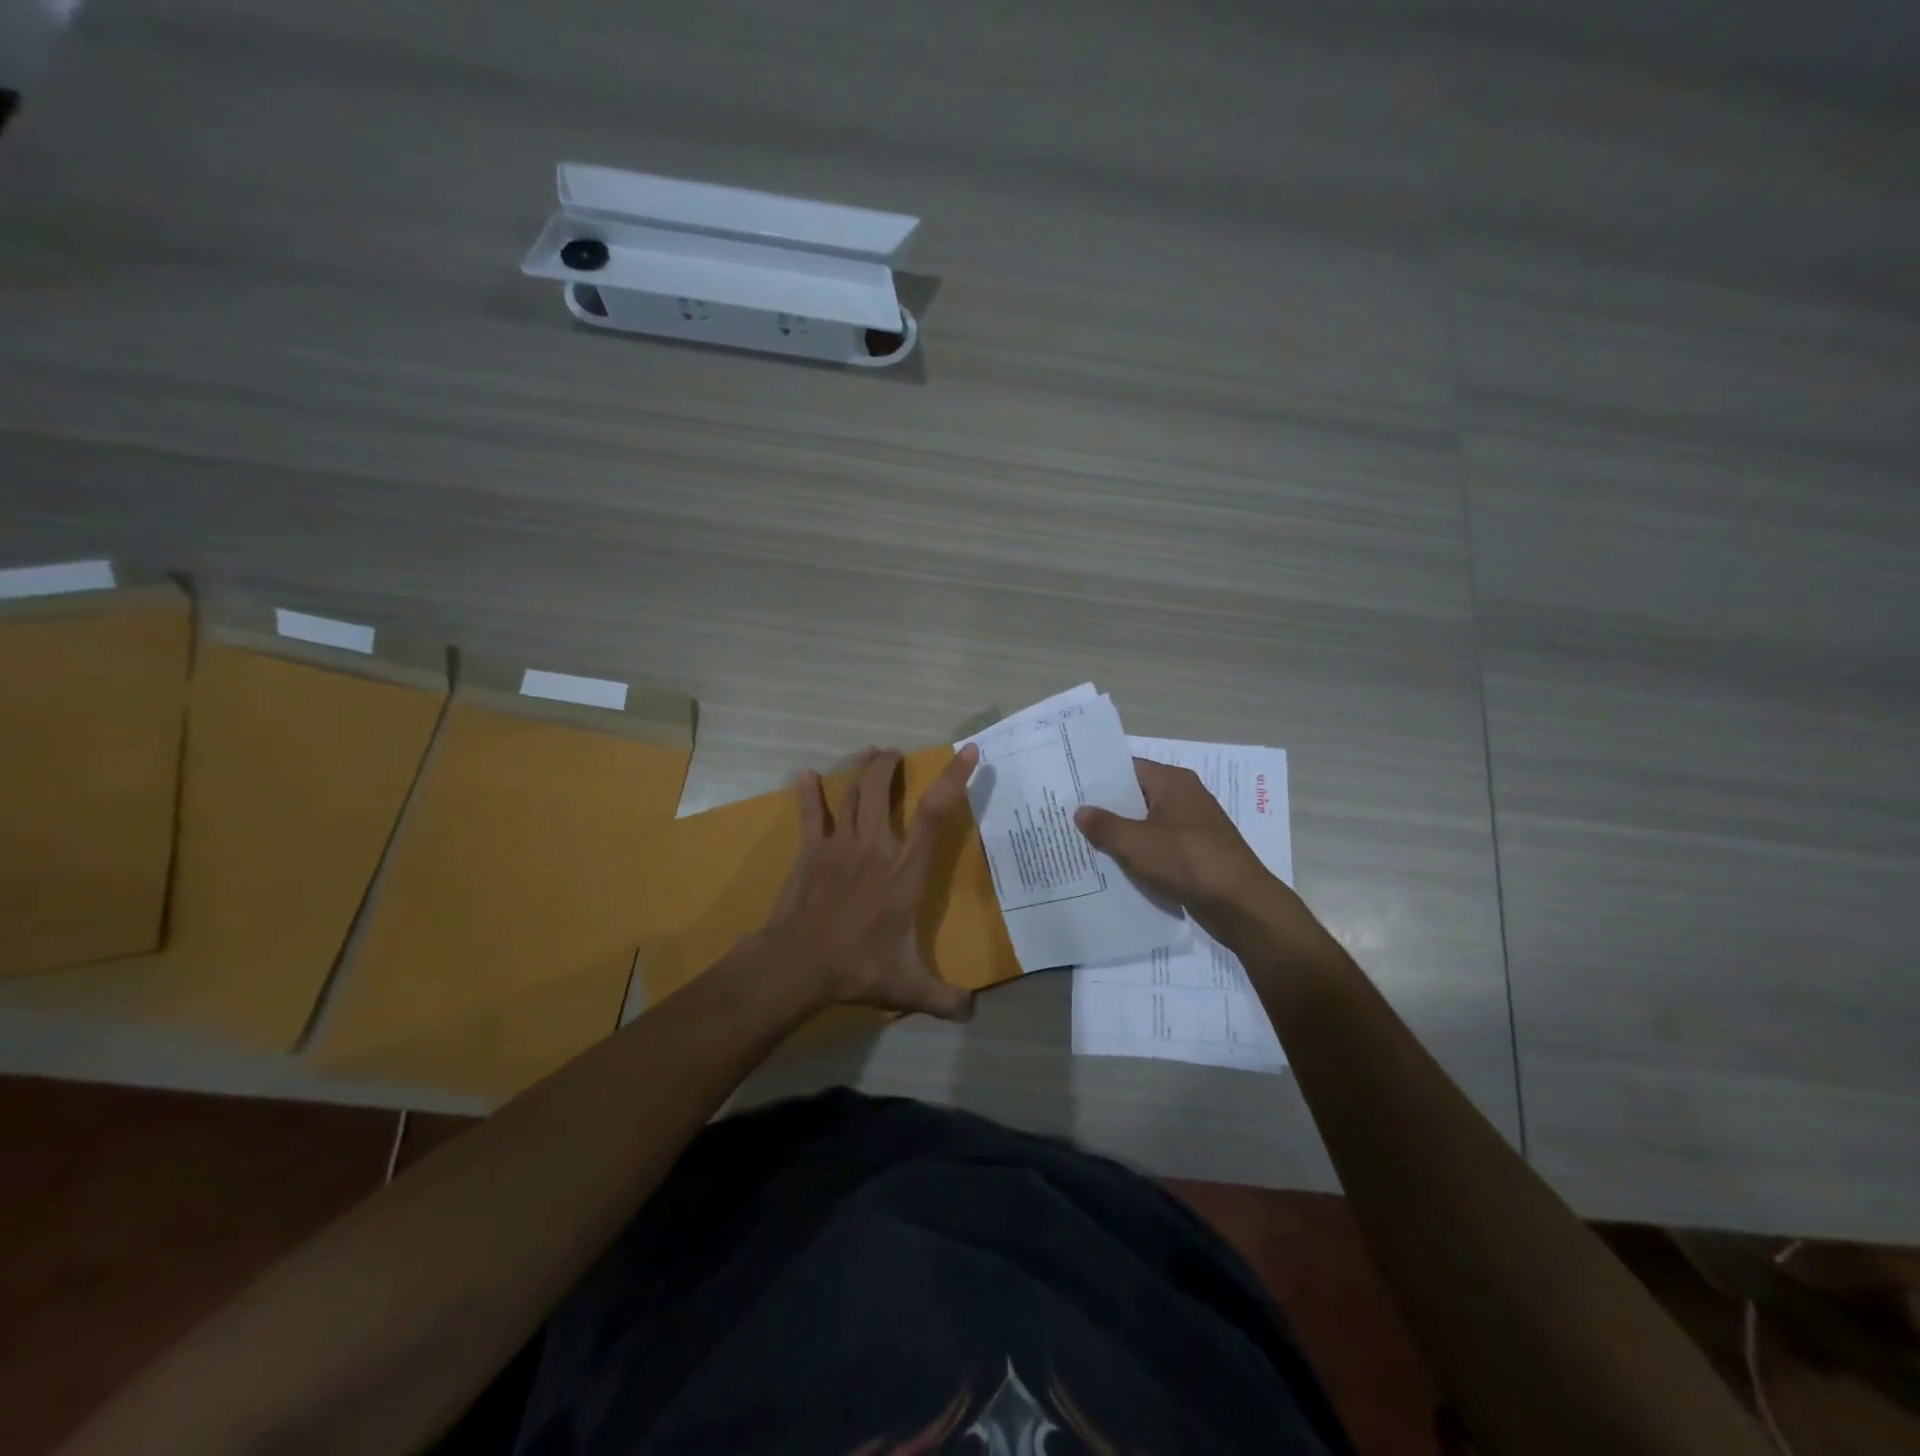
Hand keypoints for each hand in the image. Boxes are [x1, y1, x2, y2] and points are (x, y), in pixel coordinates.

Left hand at [758, 744, 979, 1021]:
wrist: (798, 965)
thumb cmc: (858, 968)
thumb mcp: (910, 988)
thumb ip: (945, 999)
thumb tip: (974, 1014)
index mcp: (905, 871)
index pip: (935, 815)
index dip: (953, 779)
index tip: (966, 752)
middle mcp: (875, 848)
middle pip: (882, 791)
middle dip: (890, 766)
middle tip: (896, 754)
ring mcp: (840, 846)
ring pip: (852, 795)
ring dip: (862, 771)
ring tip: (871, 754)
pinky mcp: (811, 853)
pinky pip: (810, 815)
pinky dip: (808, 794)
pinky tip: (804, 775)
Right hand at [1074, 759, 1279, 942]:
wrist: (1240, 904)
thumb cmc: (1187, 861)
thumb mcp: (1136, 843)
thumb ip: (1105, 825)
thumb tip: (1080, 811)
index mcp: (1173, 783)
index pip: (1128, 768)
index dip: (1099, 777)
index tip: (1069, 785)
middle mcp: (1185, 798)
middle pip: (1136, 796)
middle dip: (1105, 808)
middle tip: (1067, 815)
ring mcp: (1192, 828)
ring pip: (1146, 825)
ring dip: (1121, 835)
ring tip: (1082, 842)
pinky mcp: (1196, 855)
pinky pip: (1159, 848)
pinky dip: (1139, 855)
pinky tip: (1112, 867)